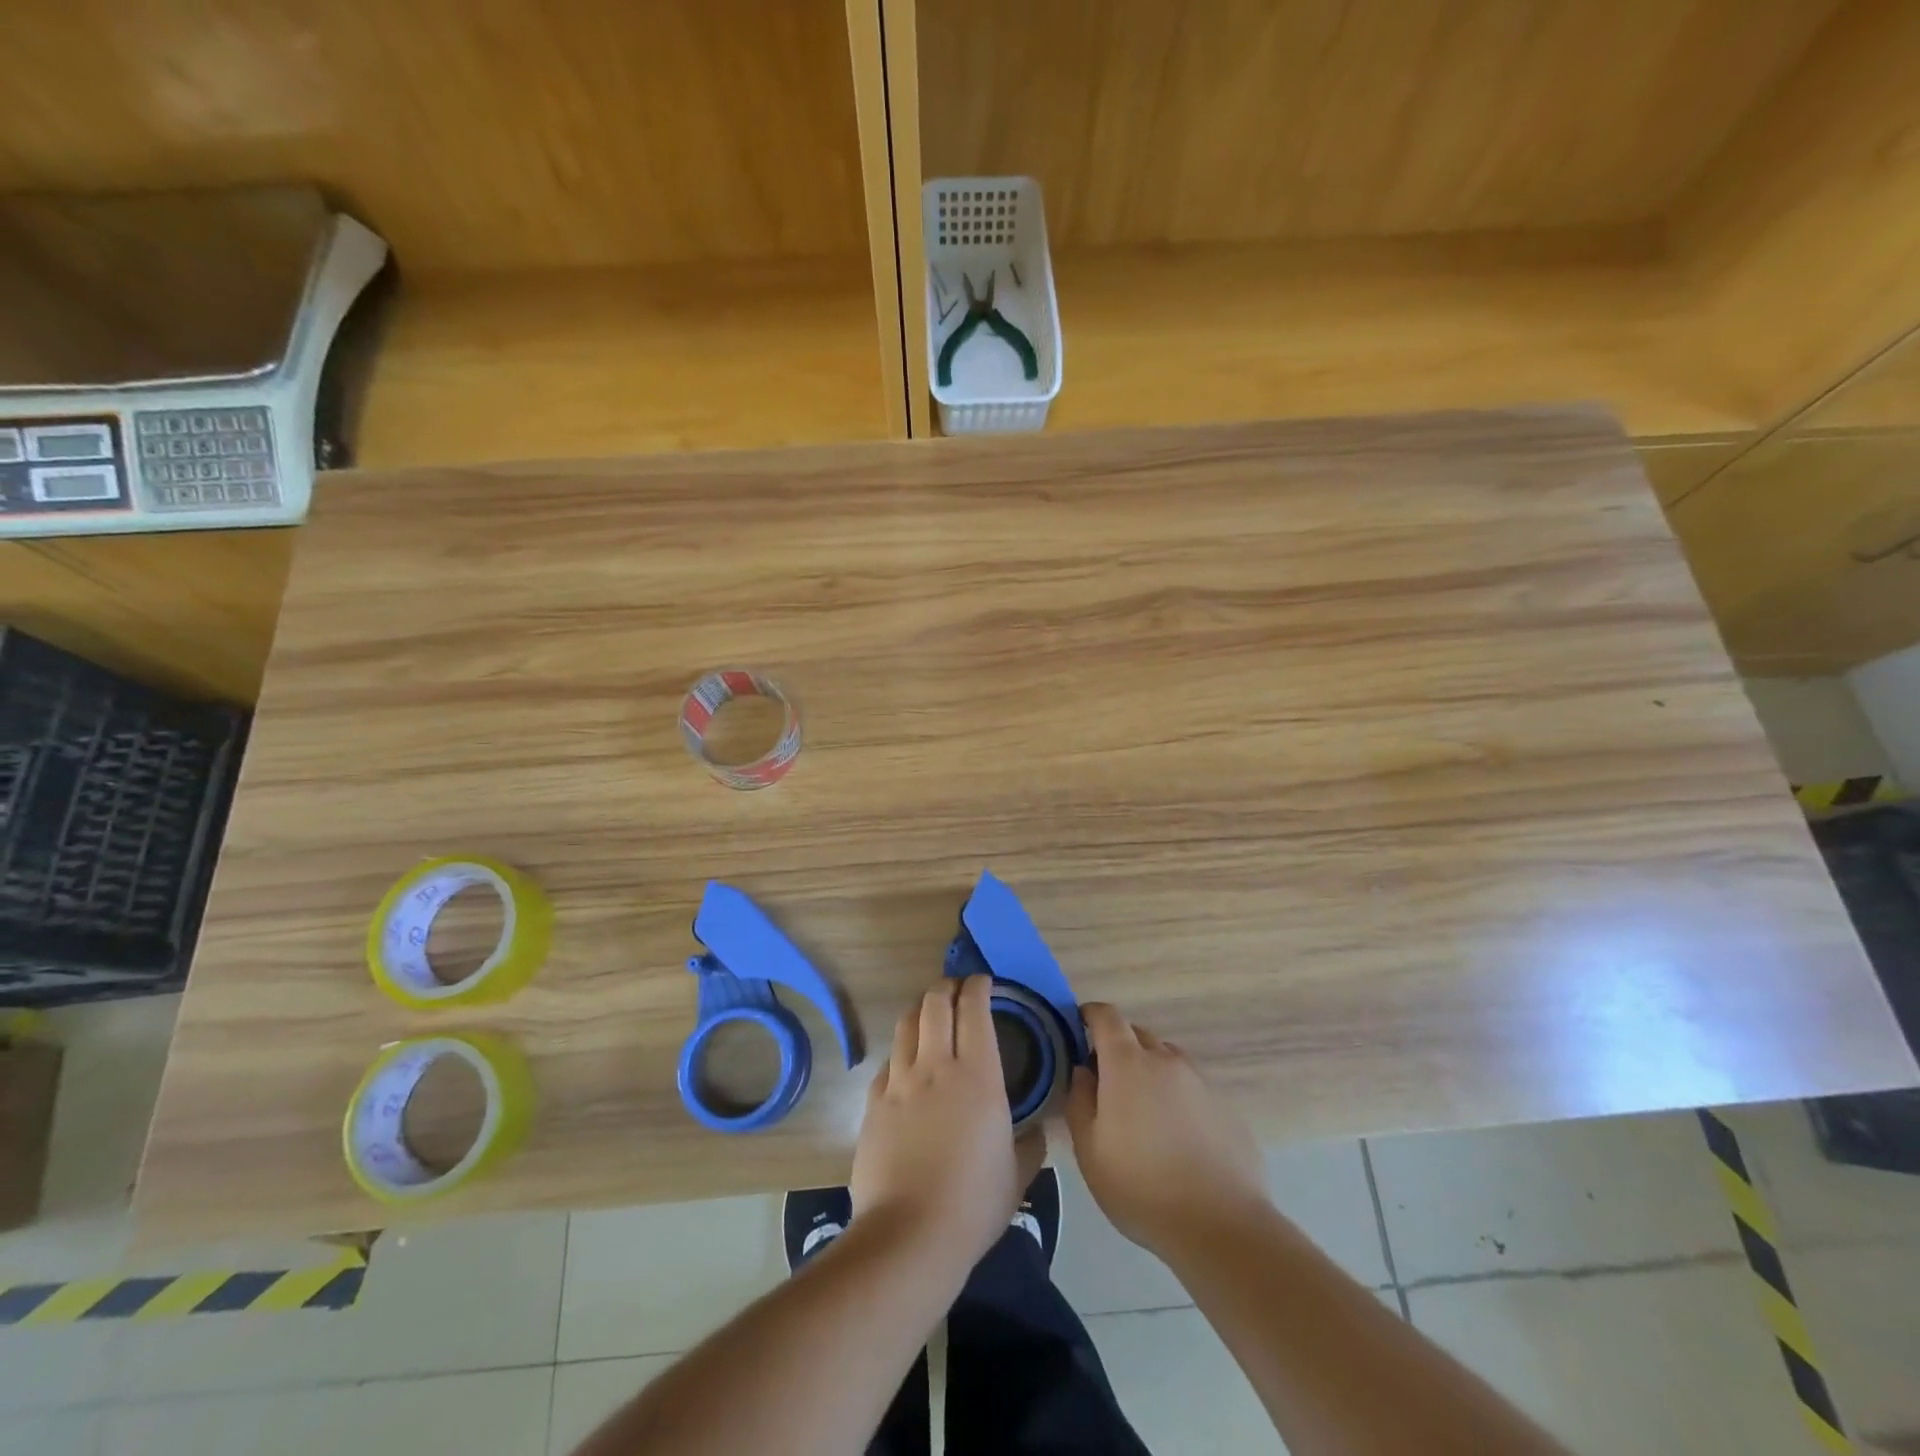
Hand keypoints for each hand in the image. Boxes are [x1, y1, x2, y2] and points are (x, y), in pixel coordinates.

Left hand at [850, 976, 1019, 1278]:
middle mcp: (936, 1065)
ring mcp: (900, 1081)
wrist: (909, 1236)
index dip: (978, 987)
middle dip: (948, 987)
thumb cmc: (973, 1204)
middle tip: (958, 992)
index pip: (974, 1009)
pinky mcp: (874, 1101)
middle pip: (935, 1002)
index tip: (985, 983)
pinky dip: (902, 1050)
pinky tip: (908, 1065)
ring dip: (921, 1009)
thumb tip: (1036, 1128)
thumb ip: (1031, 1142)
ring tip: (931, 1015)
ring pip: (907, 1022)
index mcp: (977, 1075)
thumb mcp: (1018, 1175)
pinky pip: (889, 1060)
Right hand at [1066, 1002, 1268, 1258]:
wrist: (1222, 1227)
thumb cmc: (1142, 1188)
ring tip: (1144, 1113)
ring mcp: (1200, 1081)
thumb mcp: (1090, 1150)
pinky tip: (1177, 1137)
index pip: (1107, 1016)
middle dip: (1118, 1048)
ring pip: (1167, 1060)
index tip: (1079, 1029)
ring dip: (1150, 1072)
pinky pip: (1192, 1087)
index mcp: (1128, 1064)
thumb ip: (1079, 1100)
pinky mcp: (1226, 1106)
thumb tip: (1083, 1071)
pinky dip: (1177, 1097)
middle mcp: (1166, 1060)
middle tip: (1106, 1084)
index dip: (1090, 1015)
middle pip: (1137, 1035)